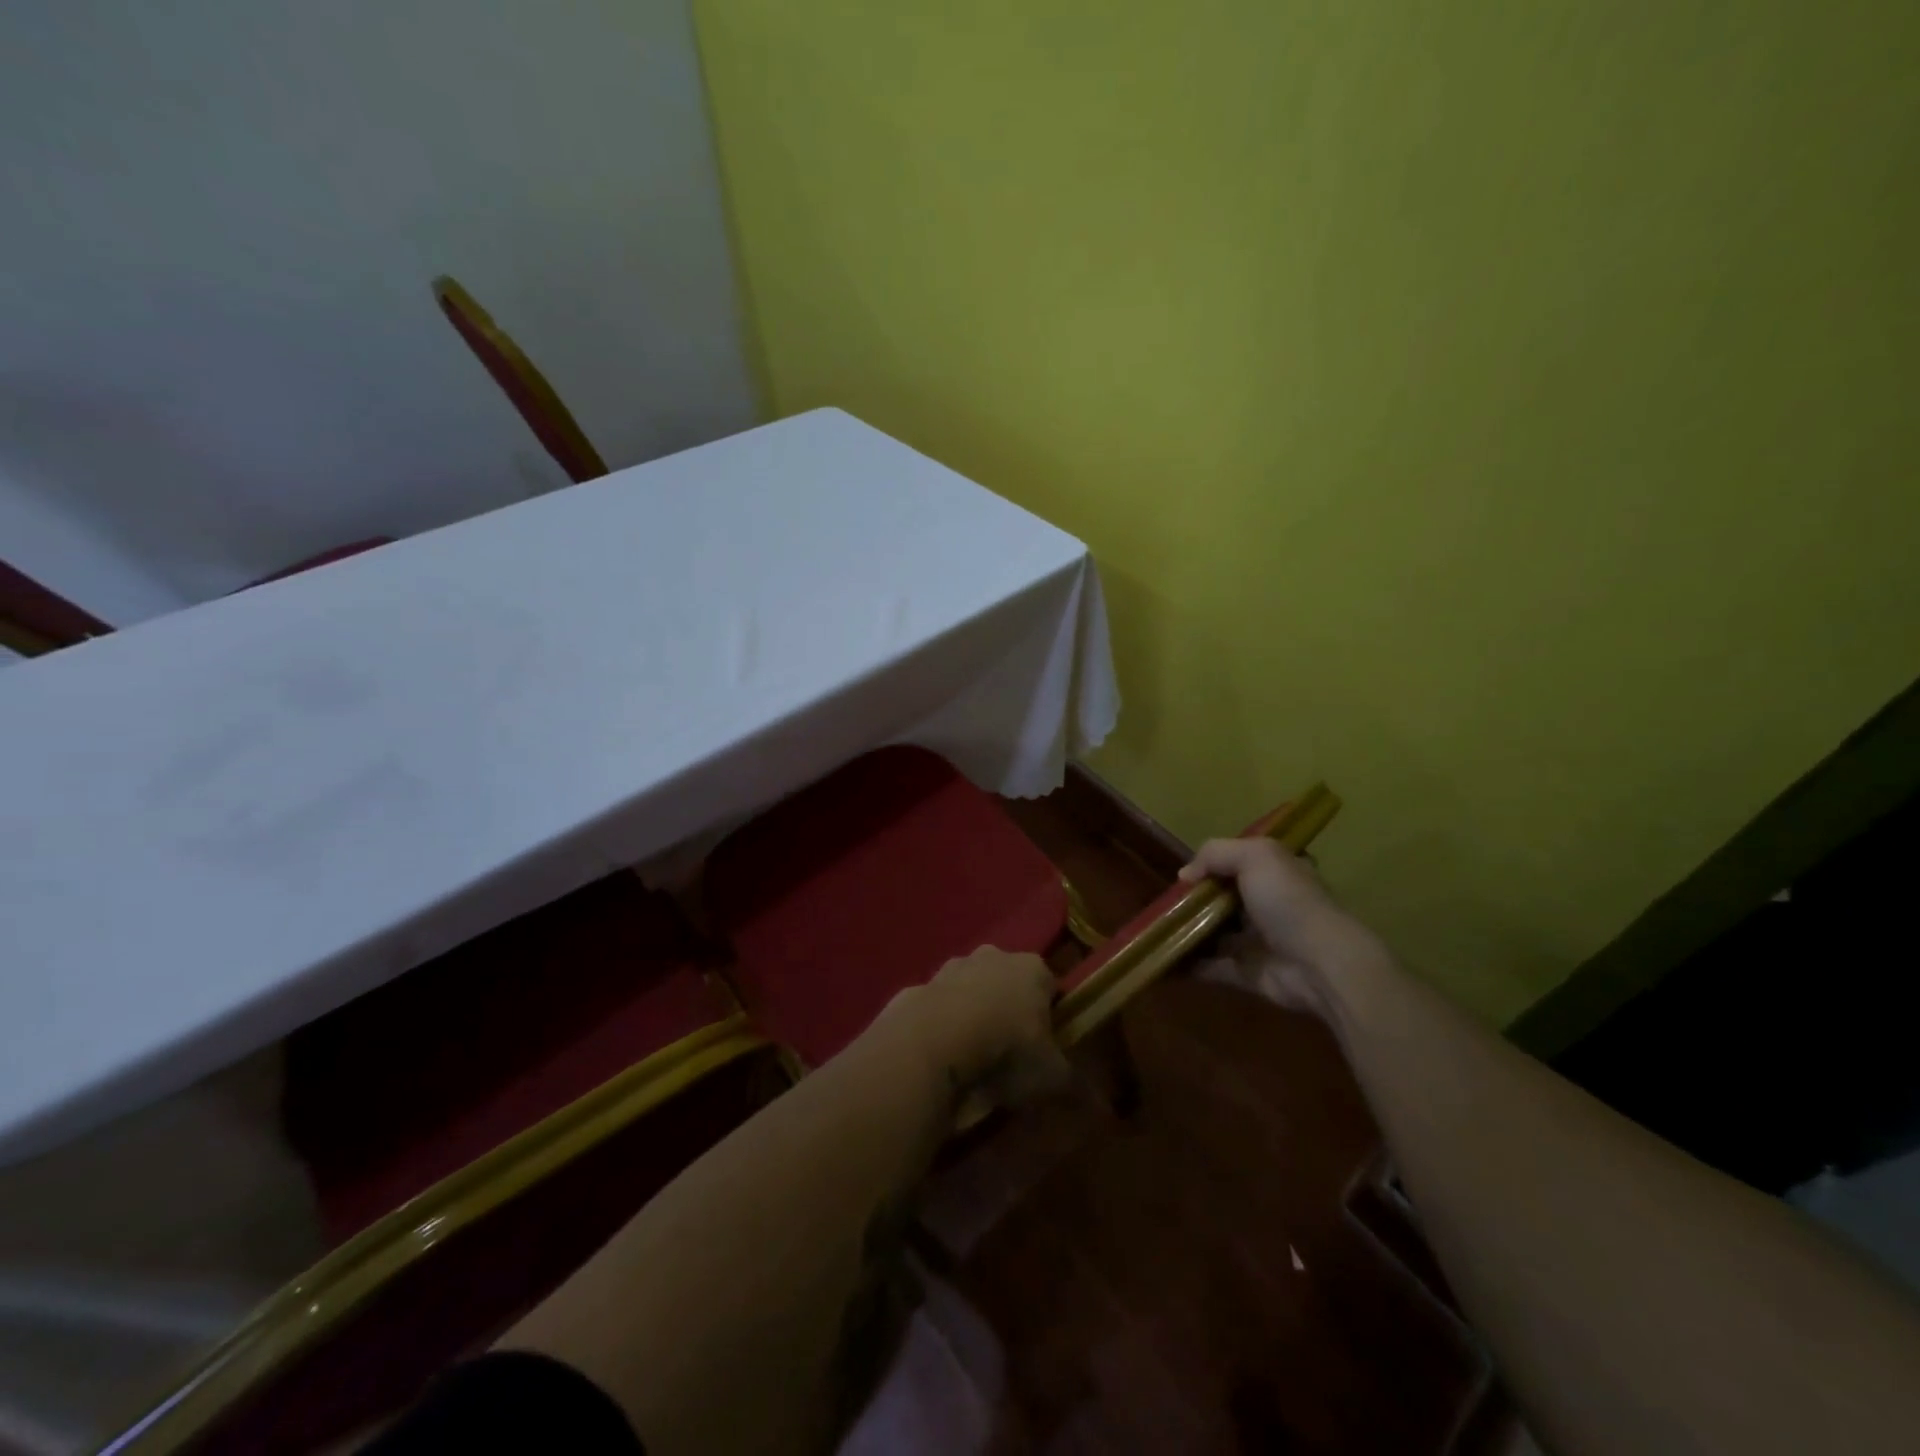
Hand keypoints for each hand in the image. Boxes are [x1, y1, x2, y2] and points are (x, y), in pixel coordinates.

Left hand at [884, 947, 1069, 1106]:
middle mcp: (993, 956)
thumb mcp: (1050, 1076)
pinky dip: (941, 1025)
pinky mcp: (920, 984)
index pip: (1050, 986)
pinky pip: (938, 1006)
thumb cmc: (1006, 1049)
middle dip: (1009, 1009)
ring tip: (973, 1059)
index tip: (1045, 1046)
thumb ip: (1075, 1085)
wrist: (934, 1040)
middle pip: (1008, 982)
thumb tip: (1101, 1106)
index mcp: (1032, 968)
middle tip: (1009, 1052)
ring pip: (971, 990)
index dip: (1050, 1015)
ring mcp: (952, 966)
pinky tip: (942, 1056)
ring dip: (973, 1014)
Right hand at [1179, 837, 1389, 1019]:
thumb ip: (1215, 853)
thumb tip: (1185, 875)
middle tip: (1163, 903)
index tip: (1184, 874)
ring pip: (1213, 932)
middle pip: (1221, 898)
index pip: (1238, 863)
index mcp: (1274, 873)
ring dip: (1186, 931)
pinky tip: (1163, 958)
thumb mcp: (1255, 856)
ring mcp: (1256, 940)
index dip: (1210, 865)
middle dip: (1192, 900)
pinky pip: (1210, 966)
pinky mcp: (1246, 971)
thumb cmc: (1288, 901)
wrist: (1320, 964)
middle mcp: (1266, 904)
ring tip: (1155, 929)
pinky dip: (1187, 964)